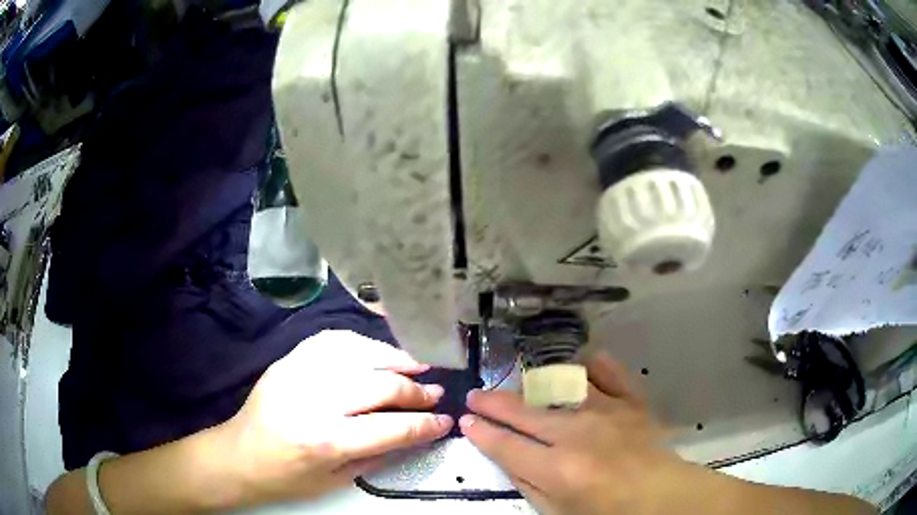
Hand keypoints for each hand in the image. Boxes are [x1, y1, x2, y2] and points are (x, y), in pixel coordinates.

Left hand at [214, 330, 452, 505]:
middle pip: (379, 385)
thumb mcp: (337, 481)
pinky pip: (331, 341)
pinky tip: (377, 352)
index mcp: (327, 441)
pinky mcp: (287, 361)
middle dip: (415, 391)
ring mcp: (298, 373)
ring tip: (417, 365)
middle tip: (436, 392)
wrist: (238, 456)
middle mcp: (314, 401)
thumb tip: (414, 433)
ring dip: (394, 358)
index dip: (425, 424)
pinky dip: (361, 344)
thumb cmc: (287, 478)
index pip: (391, 428)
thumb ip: (379, 455)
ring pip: (358, 354)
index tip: (445, 420)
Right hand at [460, 352, 703, 514]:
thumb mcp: (557, 511)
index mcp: (557, 468)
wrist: (662, 498)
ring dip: (535, 385)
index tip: (466, 421)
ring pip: (561, 386)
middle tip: (475, 395)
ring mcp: (607, 411)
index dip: (480, 432)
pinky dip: (592, 365)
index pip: (505, 444)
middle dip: (492, 402)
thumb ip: (529, 484)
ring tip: (524, 388)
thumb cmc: (607, 512)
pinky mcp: (631, 401)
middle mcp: (578, 433)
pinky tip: (580, 365)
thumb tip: (506, 458)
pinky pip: (609, 371)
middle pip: (524, 412)